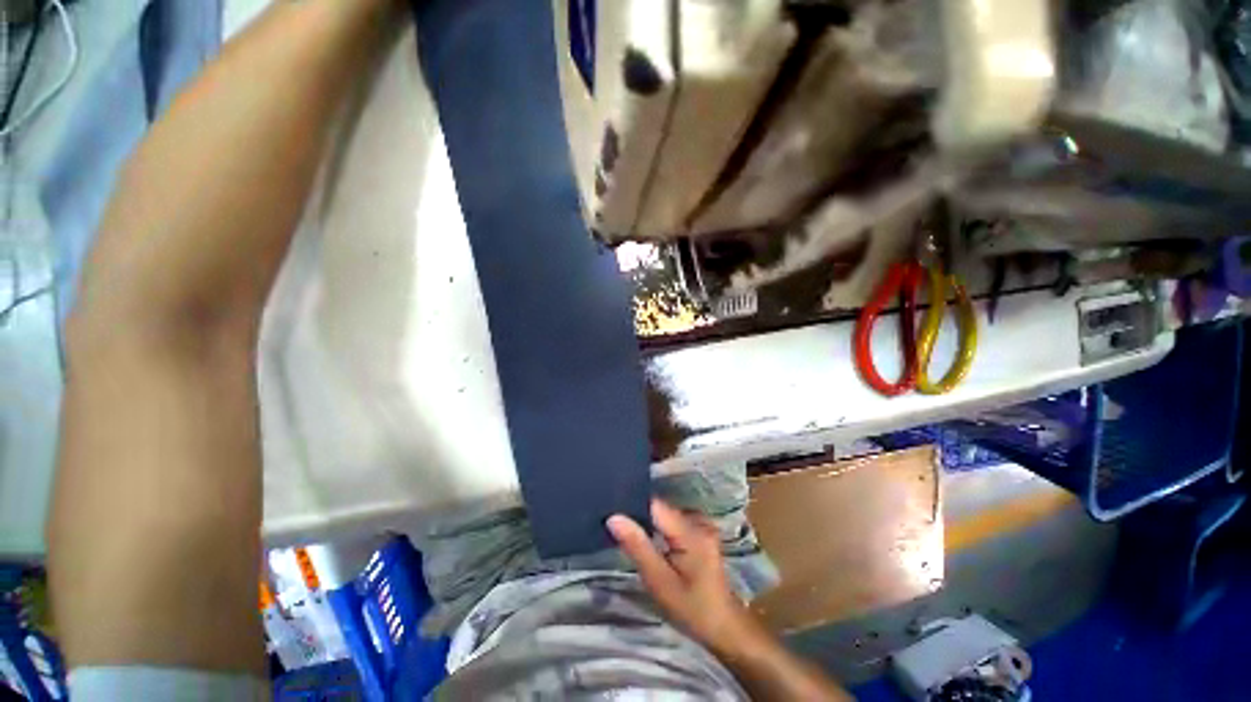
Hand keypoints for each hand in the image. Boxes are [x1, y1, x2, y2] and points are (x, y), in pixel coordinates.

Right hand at [607, 500, 767, 656]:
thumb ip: (637, 547)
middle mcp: (698, 520)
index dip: (633, 506)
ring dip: (649, 523)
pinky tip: (650, 541)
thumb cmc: (692, 609)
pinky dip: (660, 529)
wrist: (725, 627)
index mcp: (691, 531)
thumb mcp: (660, 582)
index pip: (655, 505)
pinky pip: (674, 522)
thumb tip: (614, 517)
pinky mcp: (701, 532)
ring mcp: (702, 525)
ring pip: (666, 515)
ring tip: (629, 534)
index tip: (611, 511)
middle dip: (639, 516)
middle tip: (616, 528)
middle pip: (661, 508)